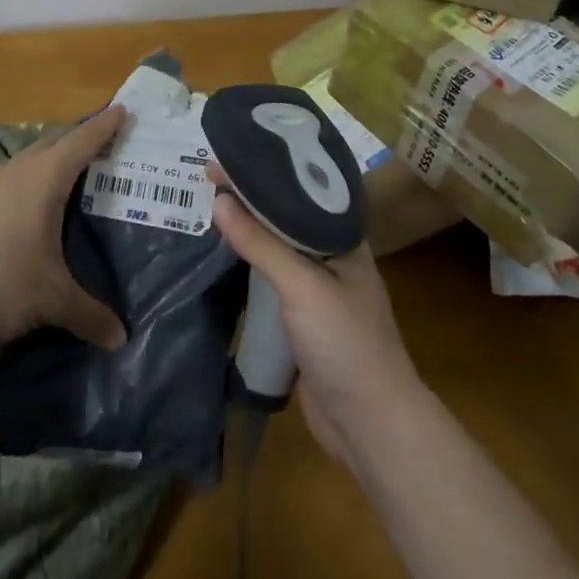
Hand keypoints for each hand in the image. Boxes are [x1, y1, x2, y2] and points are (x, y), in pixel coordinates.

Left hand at [0, 106, 130, 353]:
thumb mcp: (51, 300)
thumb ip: (89, 314)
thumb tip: (121, 337)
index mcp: (43, 180)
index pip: (81, 142)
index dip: (104, 126)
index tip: (122, 109)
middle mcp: (16, 173)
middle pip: (54, 143)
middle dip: (80, 139)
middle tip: (106, 143)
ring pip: (29, 161)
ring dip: (52, 159)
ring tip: (73, 172)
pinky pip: (12, 180)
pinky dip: (31, 181)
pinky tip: (32, 206)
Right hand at [210, 166, 423, 462]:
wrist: (370, 424)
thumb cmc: (345, 343)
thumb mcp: (302, 286)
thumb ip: (261, 244)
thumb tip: (219, 201)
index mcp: (342, 238)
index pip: (300, 189)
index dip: (265, 169)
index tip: (226, 154)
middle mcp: (331, 256)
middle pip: (285, 215)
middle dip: (251, 196)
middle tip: (208, 178)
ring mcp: (317, 288)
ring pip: (277, 247)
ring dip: (247, 228)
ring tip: (209, 206)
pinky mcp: (302, 317)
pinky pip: (270, 279)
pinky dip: (248, 263)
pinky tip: (224, 256)